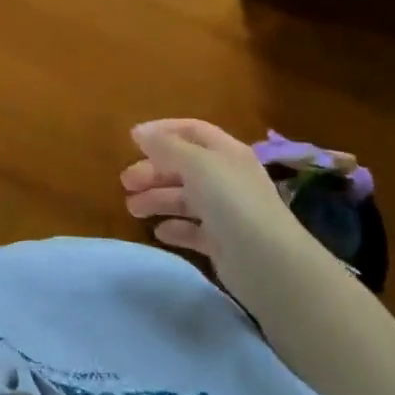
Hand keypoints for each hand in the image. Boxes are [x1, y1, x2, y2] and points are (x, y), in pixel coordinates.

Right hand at [122, 120, 313, 294]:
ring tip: (133, 209)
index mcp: (226, 152)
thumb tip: (139, 132)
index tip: (132, 140)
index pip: (192, 131)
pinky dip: (175, 228)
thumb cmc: (231, 202)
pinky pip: (193, 230)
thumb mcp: (196, 164)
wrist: (269, 263)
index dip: (163, 131)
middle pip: (184, 167)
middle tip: (125, 182)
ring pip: (185, 198)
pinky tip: (159, 232)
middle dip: (153, 171)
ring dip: (157, 199)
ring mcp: (227, 212)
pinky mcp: (223, 243)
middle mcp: (227, 178)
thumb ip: (166, 146)